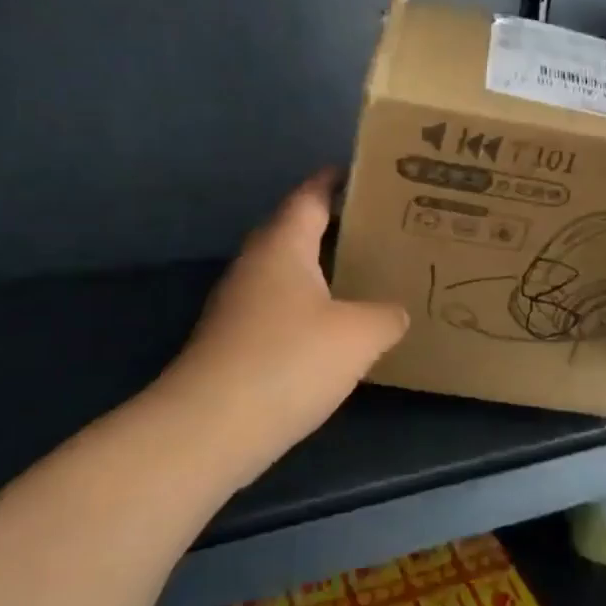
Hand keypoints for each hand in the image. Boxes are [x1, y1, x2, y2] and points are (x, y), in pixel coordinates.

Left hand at [149, 170, 408, 486]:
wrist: (210, 429)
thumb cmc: (289, 360)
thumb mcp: (359, 334)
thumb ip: (386, 315)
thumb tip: (395, 312)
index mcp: (283, 245)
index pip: (311, 195)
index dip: (338, 180)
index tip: (371, 175)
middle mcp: (256, 265)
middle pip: (298, 230)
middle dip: (338, 225)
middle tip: (384, 227)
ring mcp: (240, 305)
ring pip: (289, 272)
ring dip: (324, 269)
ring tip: (369, 273)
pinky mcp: (235, 342)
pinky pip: (282, 308)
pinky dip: (311, 307)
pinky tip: (339, 328)